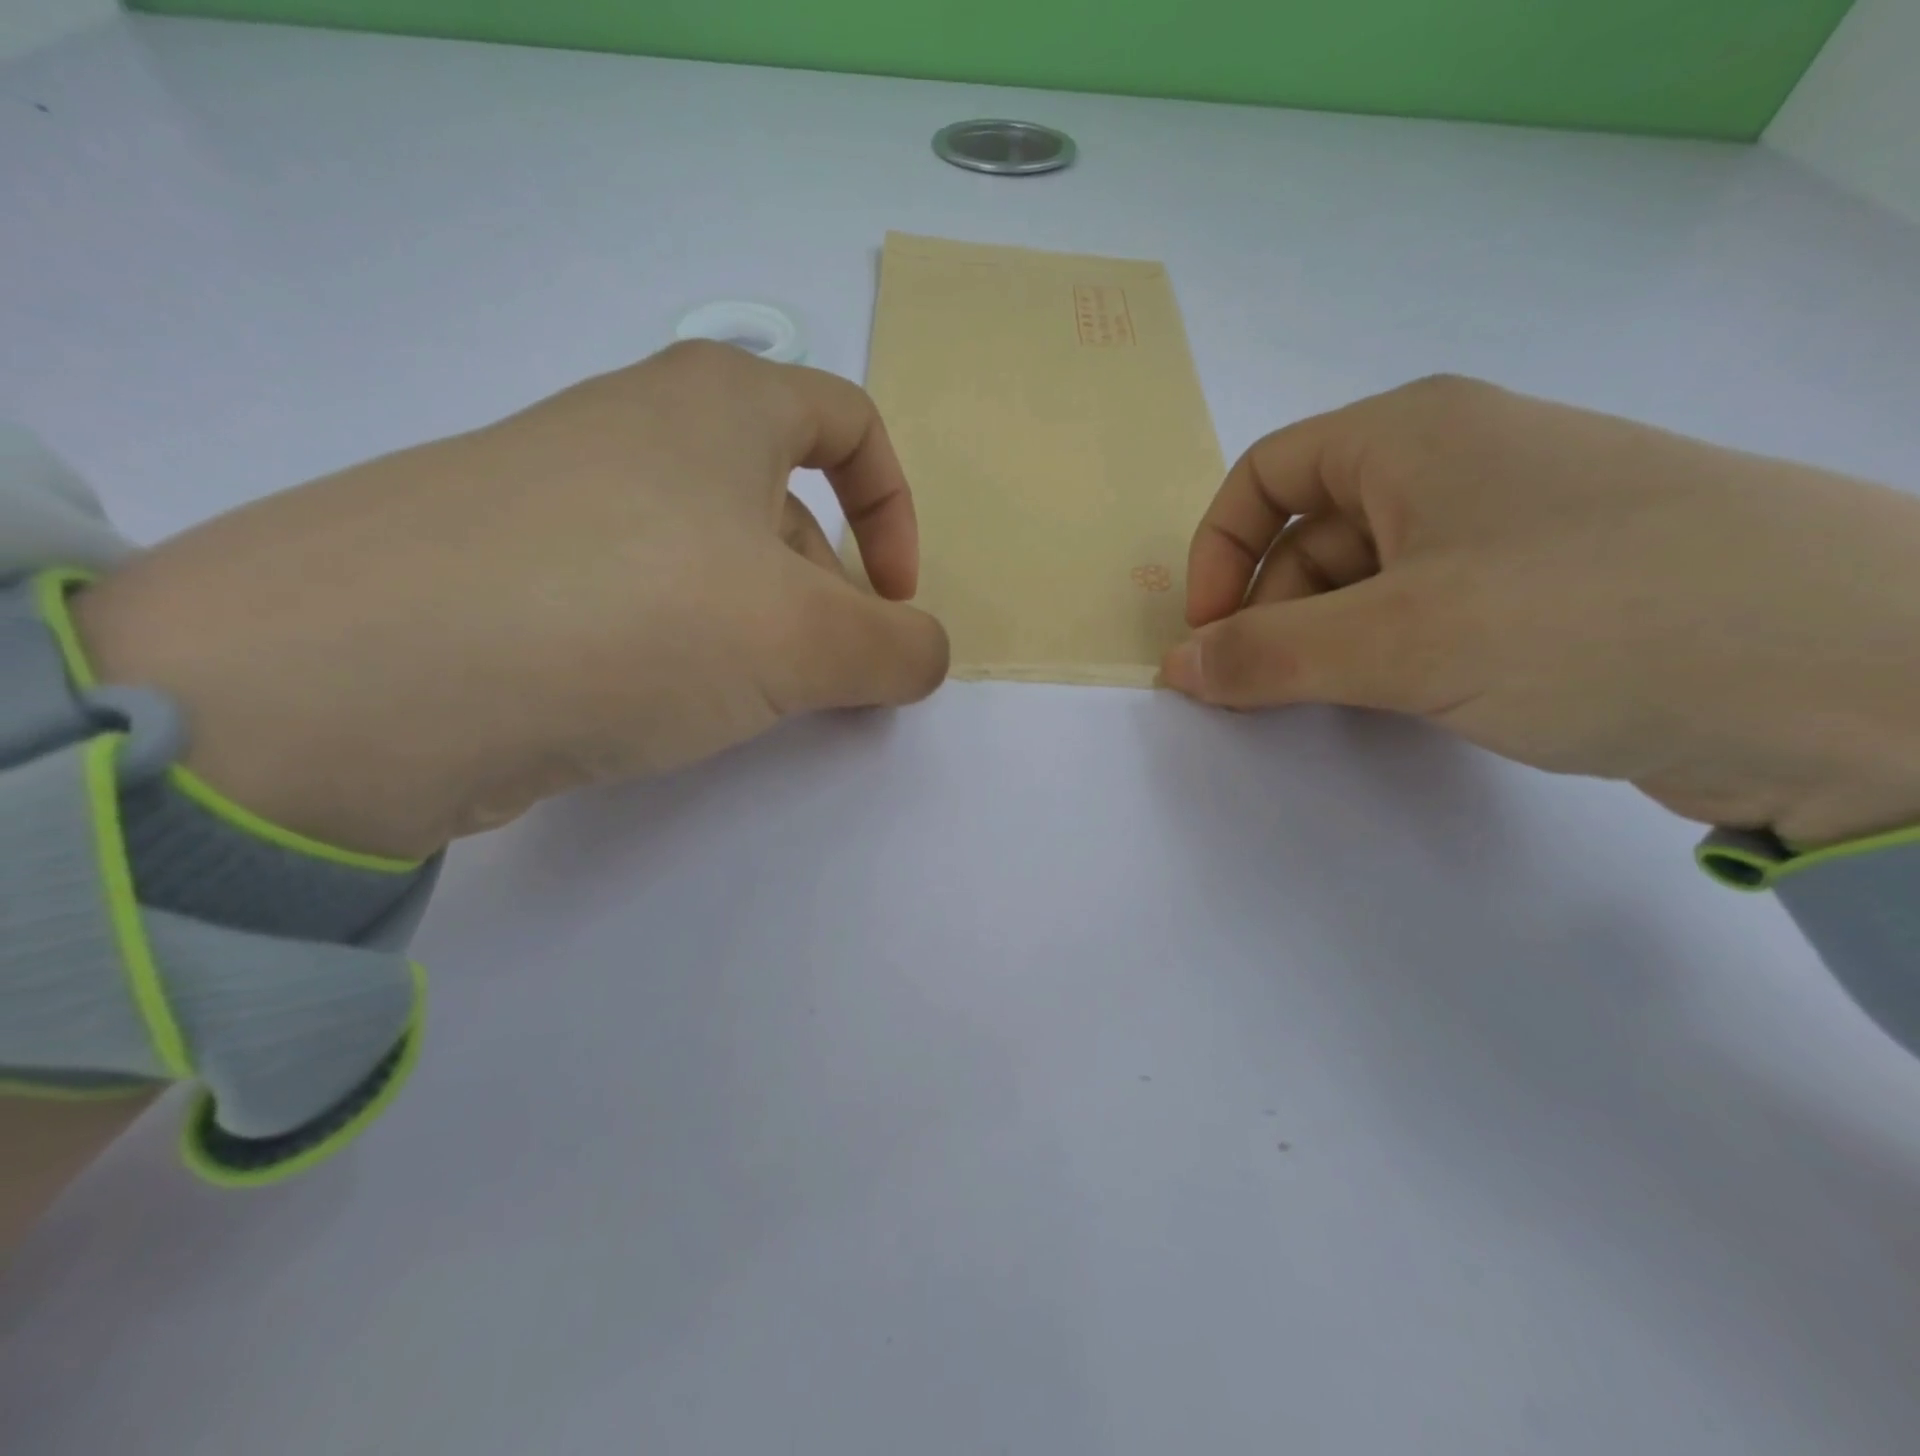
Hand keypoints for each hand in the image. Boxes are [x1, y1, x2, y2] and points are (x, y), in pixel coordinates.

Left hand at [74, 342, 949, 858]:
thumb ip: (898, 649)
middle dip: (825, 593)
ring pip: (708, 556)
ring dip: (752, 626)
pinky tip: (654, 703)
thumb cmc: (636, 616)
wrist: (370, 679)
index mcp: (721, 401)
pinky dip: (675, 644)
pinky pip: (636, 594)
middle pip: (781, 504)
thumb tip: (925, 656)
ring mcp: (565, 494)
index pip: (851, 424)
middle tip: (823, 678)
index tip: (892, 601)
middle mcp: (640, 427)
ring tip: (740, 700)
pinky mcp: (510, 566)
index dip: (895, 513)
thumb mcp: (805, 640)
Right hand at [1162, 375, 1919, 847]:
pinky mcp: (1545, 596)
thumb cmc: (1592, 619)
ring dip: (1329, 647)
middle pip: (1310, 535)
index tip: (1211, 637)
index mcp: (1414, 435)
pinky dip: (1387, 663)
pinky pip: (1423, 619)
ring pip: (1366, 585)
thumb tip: (1175, 669)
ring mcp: (1506, 533)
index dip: (1219, 552)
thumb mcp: (1398, 640)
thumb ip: (1265, 656)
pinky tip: (1403, 707)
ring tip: (1343, 708)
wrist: (1860, 680)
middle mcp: (1457, 467)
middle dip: (1273, 615)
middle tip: (1266, 696)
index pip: (1266, 473)